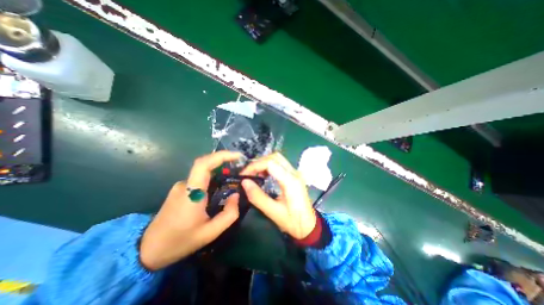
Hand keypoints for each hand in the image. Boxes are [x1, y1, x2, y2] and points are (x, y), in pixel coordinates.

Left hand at [140, 152, 241, 270]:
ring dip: (219, 171)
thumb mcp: (210, 232)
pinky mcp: (181, 190)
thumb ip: (229, 214)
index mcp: (191, 193)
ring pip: (204, 172)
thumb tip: (236, 195)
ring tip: (234, 178)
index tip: (237, 156)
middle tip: (240, 166)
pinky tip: (220, 188)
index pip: (203, 164)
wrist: (147, 250)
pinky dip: (213, 178)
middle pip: (206, 164)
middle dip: (224, 161)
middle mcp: (185, 185)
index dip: (221, 156)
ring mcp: (181, 186)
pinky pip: (200, 179)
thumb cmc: (180, 241)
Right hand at [241, 153, 316, 239]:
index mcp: (290, 181)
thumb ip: (257, 196)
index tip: (244, 174)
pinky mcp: (294, 175)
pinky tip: (264, 175)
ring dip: (264, 163)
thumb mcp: (273, 212)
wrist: (309, 226)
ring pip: (278, 158)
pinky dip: (270, 165)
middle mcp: (294, 173)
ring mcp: (296, 173)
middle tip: (248, 173)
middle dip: (259, 162)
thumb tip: (244, 182)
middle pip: (274, 157)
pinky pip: (281, 164)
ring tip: (254, 174)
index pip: (270, 163)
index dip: (255, 166)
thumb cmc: (292, 221)